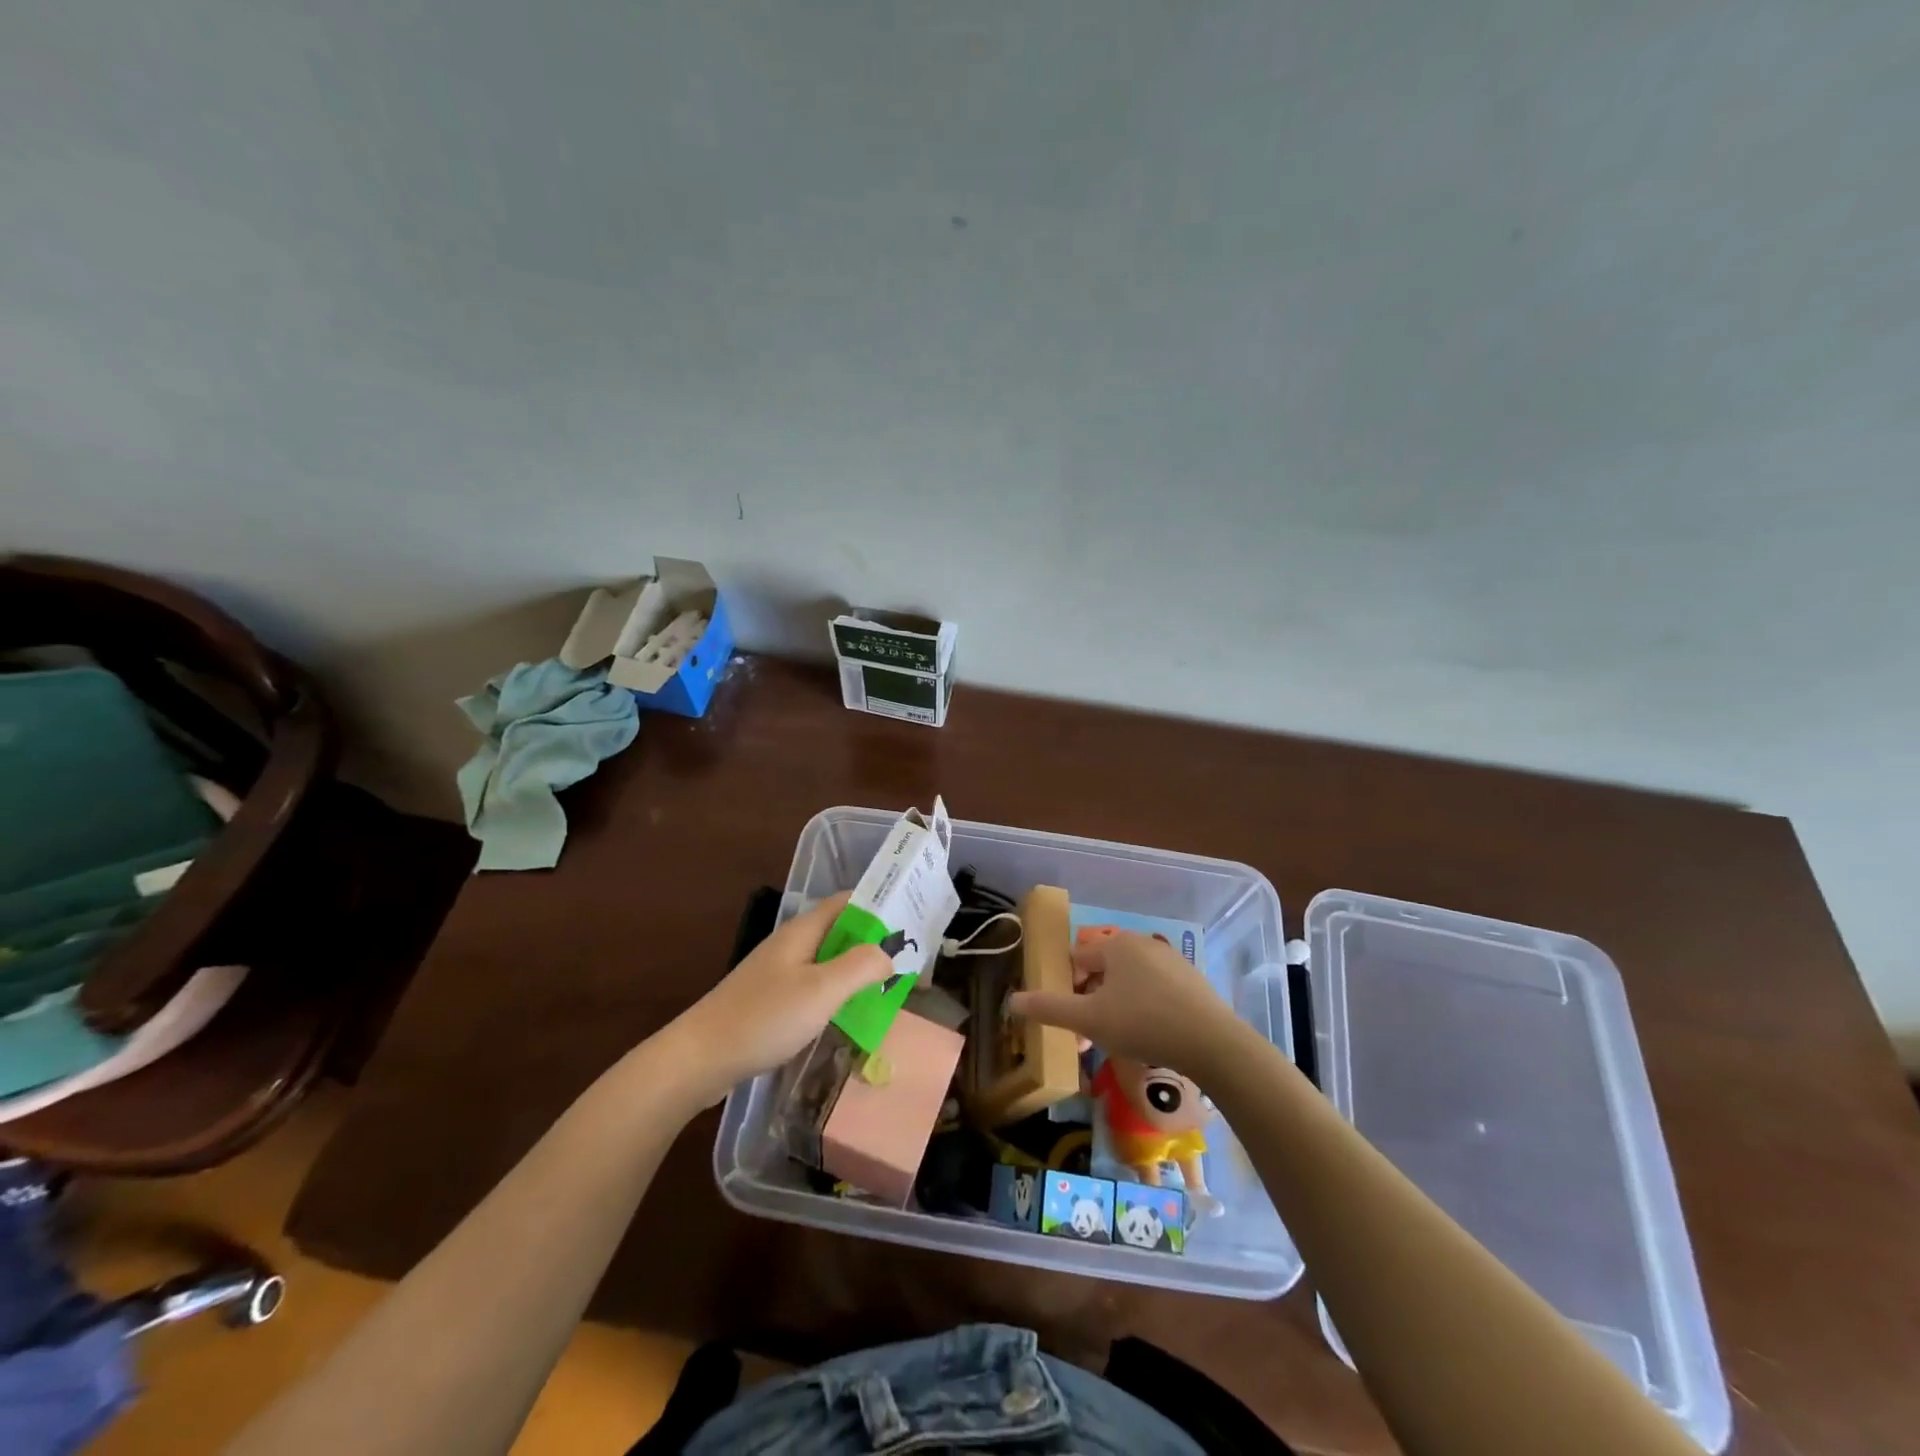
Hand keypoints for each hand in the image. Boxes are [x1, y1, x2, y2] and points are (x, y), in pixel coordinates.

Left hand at [662, 893, 892, 1106]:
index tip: (911, 922)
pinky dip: (837, 994)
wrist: (699, 1059)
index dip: (879, 906)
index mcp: (803, 931)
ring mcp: (778, 973)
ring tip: (888, 989)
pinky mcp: (771, 1001)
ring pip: (828, 962)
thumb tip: (889, 953)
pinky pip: (814, 987)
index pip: (847, 902)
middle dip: (873, 942)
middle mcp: (791, 945)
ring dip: (857, 971)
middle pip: (840, 931)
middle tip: (908, 962)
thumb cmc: (764, 1018)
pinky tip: (849, 1015)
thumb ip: (861, 966)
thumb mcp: (822, 990)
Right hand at [1008, 930, 1244, 1079]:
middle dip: (1090, 1002)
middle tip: (1090, 1037)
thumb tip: (1012, 1000)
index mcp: (1116, 944)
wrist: (1213, 1044)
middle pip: (1102, 970)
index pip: (1076, 960)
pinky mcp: (1191, 980)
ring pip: (1128, 981)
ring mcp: (1170, 959)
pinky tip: (1149, 1036)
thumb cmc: (1143, 1024)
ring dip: (1115, 1007)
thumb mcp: (1089, 1019)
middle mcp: (1142, 942)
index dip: (1067, 991)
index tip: (1070, 1023)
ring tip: (1118, 1041)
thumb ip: (1049, 1008)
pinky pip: (1154, 989)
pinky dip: (1143, 1008)